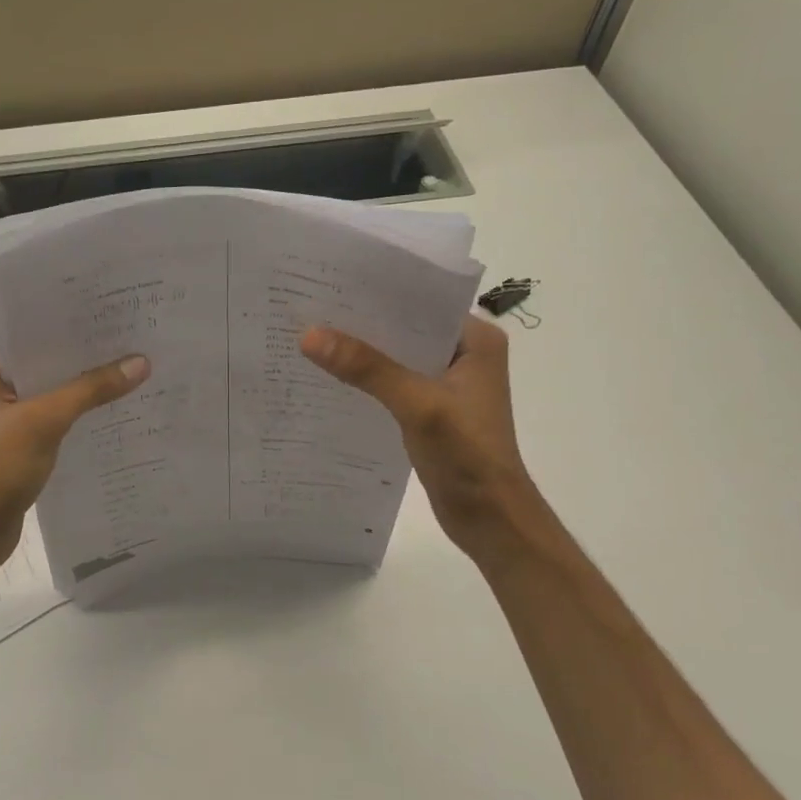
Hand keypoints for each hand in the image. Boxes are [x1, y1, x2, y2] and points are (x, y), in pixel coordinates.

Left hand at [0, 345, 150, 562]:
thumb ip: (91, 390)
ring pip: (56, 391)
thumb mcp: (43, 422)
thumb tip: (141, 362)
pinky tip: (116, 408)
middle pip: (50, 362)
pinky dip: (81, 413)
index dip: (79, 329)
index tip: (121, 319)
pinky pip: (57, 416)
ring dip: (88, 387)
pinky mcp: (20, 439)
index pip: (38, 335)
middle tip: (139, 341)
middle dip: (90, 358)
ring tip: (137, 370)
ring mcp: (7, 413)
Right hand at [300, 314, 532, 554]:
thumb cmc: (467, 454)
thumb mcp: (418, 405)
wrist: (490, 518)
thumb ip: (368, 369)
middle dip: (363, 322)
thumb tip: (310, 335)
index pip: (422, 302)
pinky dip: (366, 380)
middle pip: (405, 328)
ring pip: (396, 357)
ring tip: (311, 336)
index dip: (379, 291)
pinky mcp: (430, 410)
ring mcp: (447, 384)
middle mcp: (464, 354)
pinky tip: (330, 377)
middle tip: (310, 307)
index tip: (332, 281)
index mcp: (476, 340)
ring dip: (362, 352)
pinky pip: (392, 383)